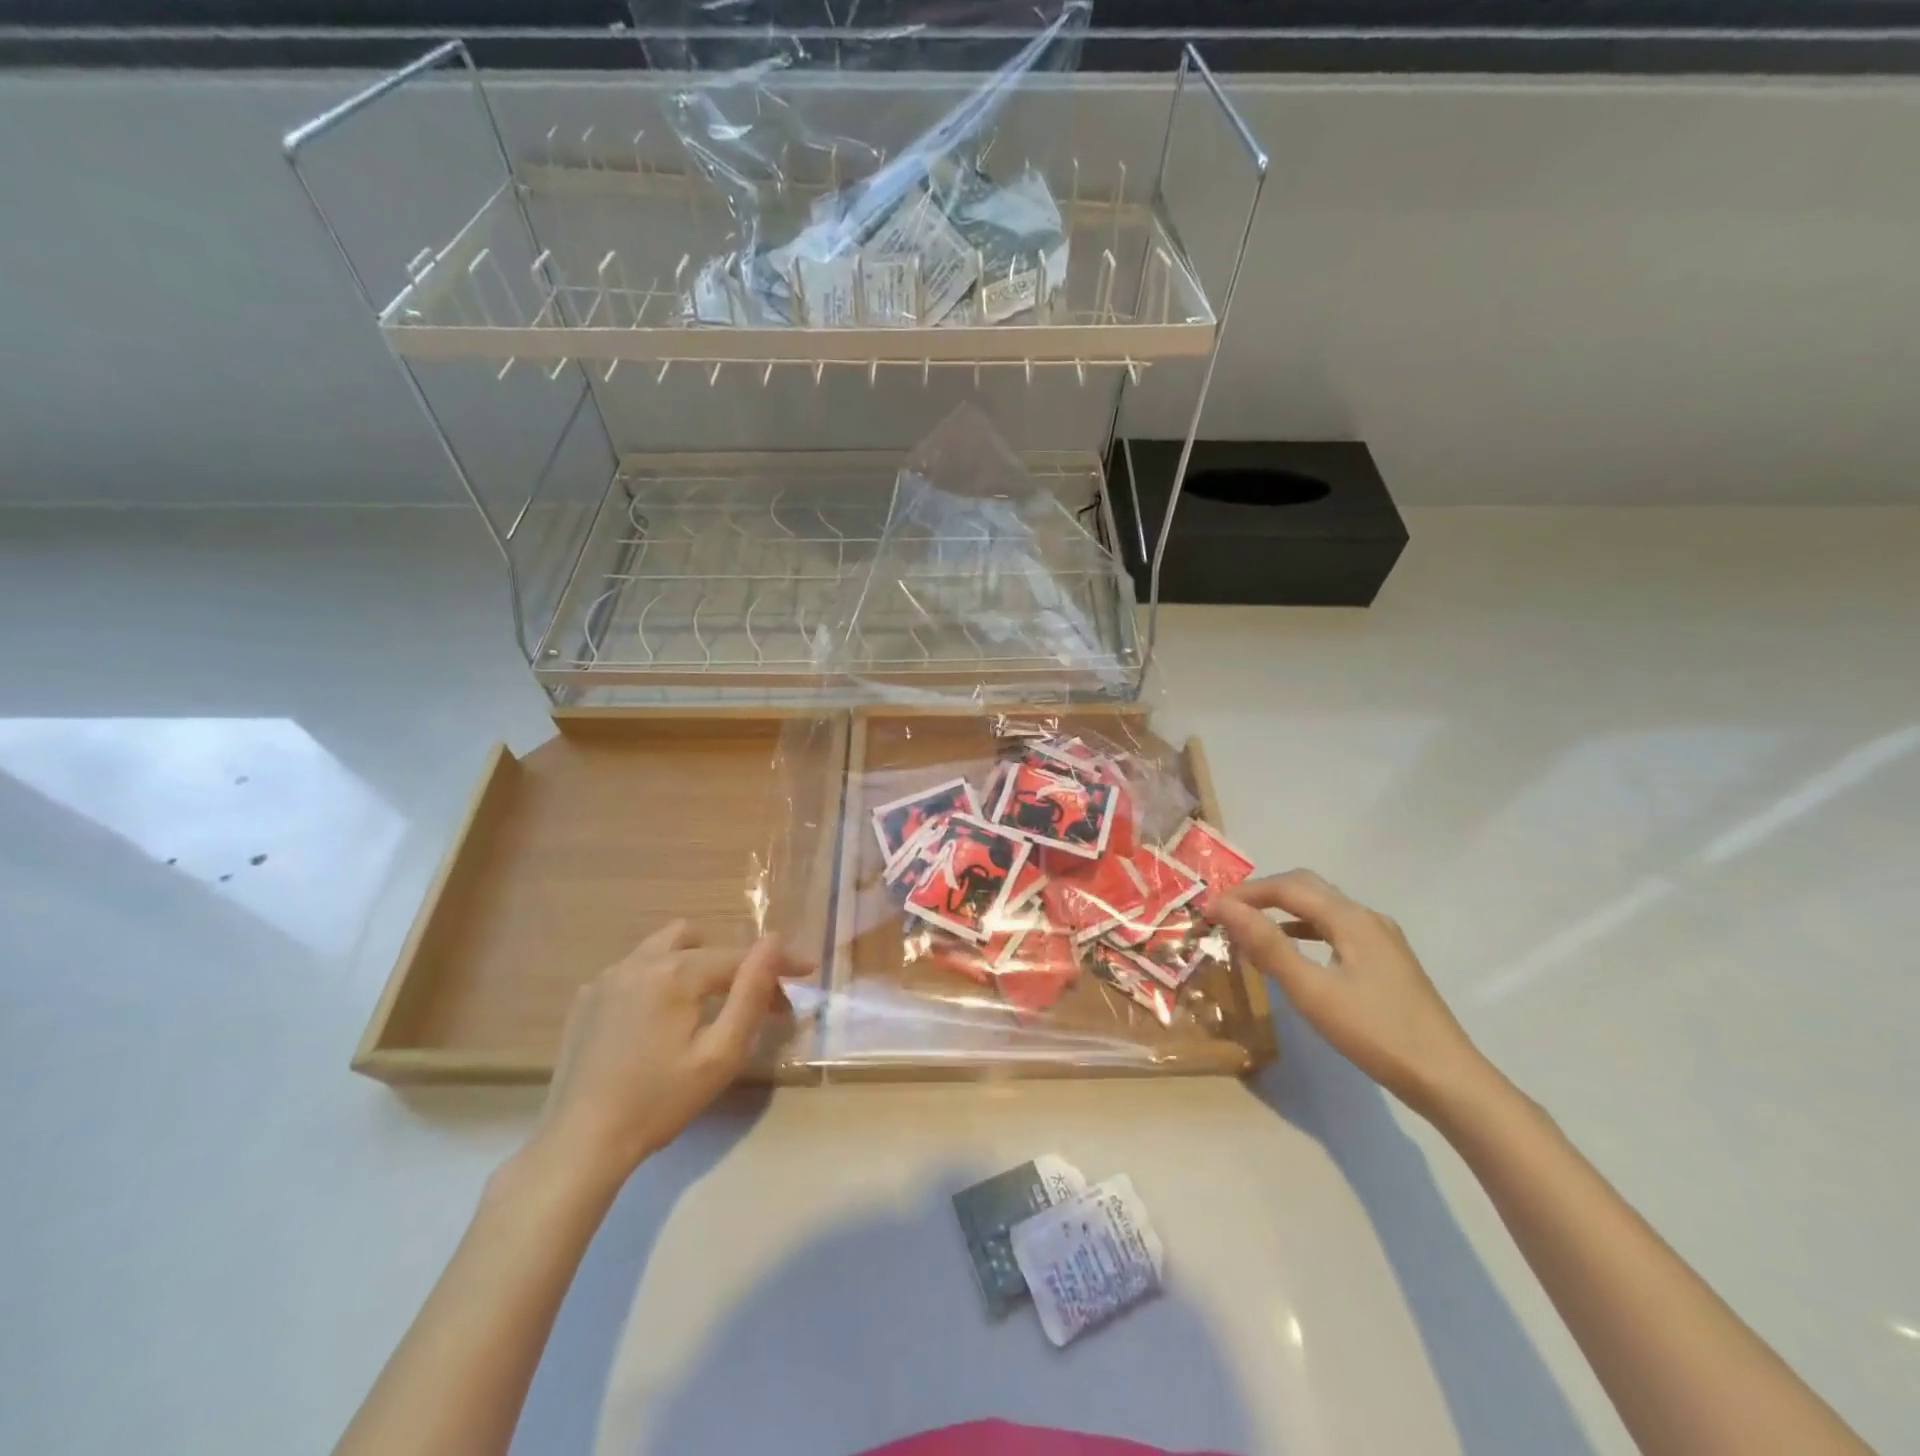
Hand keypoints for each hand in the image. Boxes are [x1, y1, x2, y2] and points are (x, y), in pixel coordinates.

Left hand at [532, 921, 807, 1186]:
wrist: (578, 1145)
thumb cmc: (658, 1103)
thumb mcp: (720, 1055)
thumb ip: (751, 993)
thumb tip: (775, 942)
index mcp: (674, 973)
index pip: (738, 957)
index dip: (778, 962)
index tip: (807, 971)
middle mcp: (639, 962)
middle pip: (702, 942)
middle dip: (735, 964)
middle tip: (756, 1000)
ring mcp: (607, 978)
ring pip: (664, 946)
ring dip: (695, 961)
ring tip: (708, 1000)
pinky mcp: (587, 998)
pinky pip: (635, 968)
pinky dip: (659, 978)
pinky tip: (661, 1018)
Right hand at [1209, 871, 1487, 1118]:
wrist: (1447, 1079)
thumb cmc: (1375, 1032)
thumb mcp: (1312, 990)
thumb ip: (1267, 944)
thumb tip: (1224, 907)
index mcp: (1351, 918)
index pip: (1287, 887)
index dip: (1245, 893)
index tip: (1210, 909)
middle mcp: (1367, 917)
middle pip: (1307, 888)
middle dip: (1263, 894)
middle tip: (1227, 913)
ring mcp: (1381, 939)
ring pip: (1322, 908)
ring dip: (1282, 910)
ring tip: (1250, 929)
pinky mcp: (1386, 961)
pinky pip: (1335, 929)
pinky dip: (1303, 929)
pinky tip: (1291, 951)